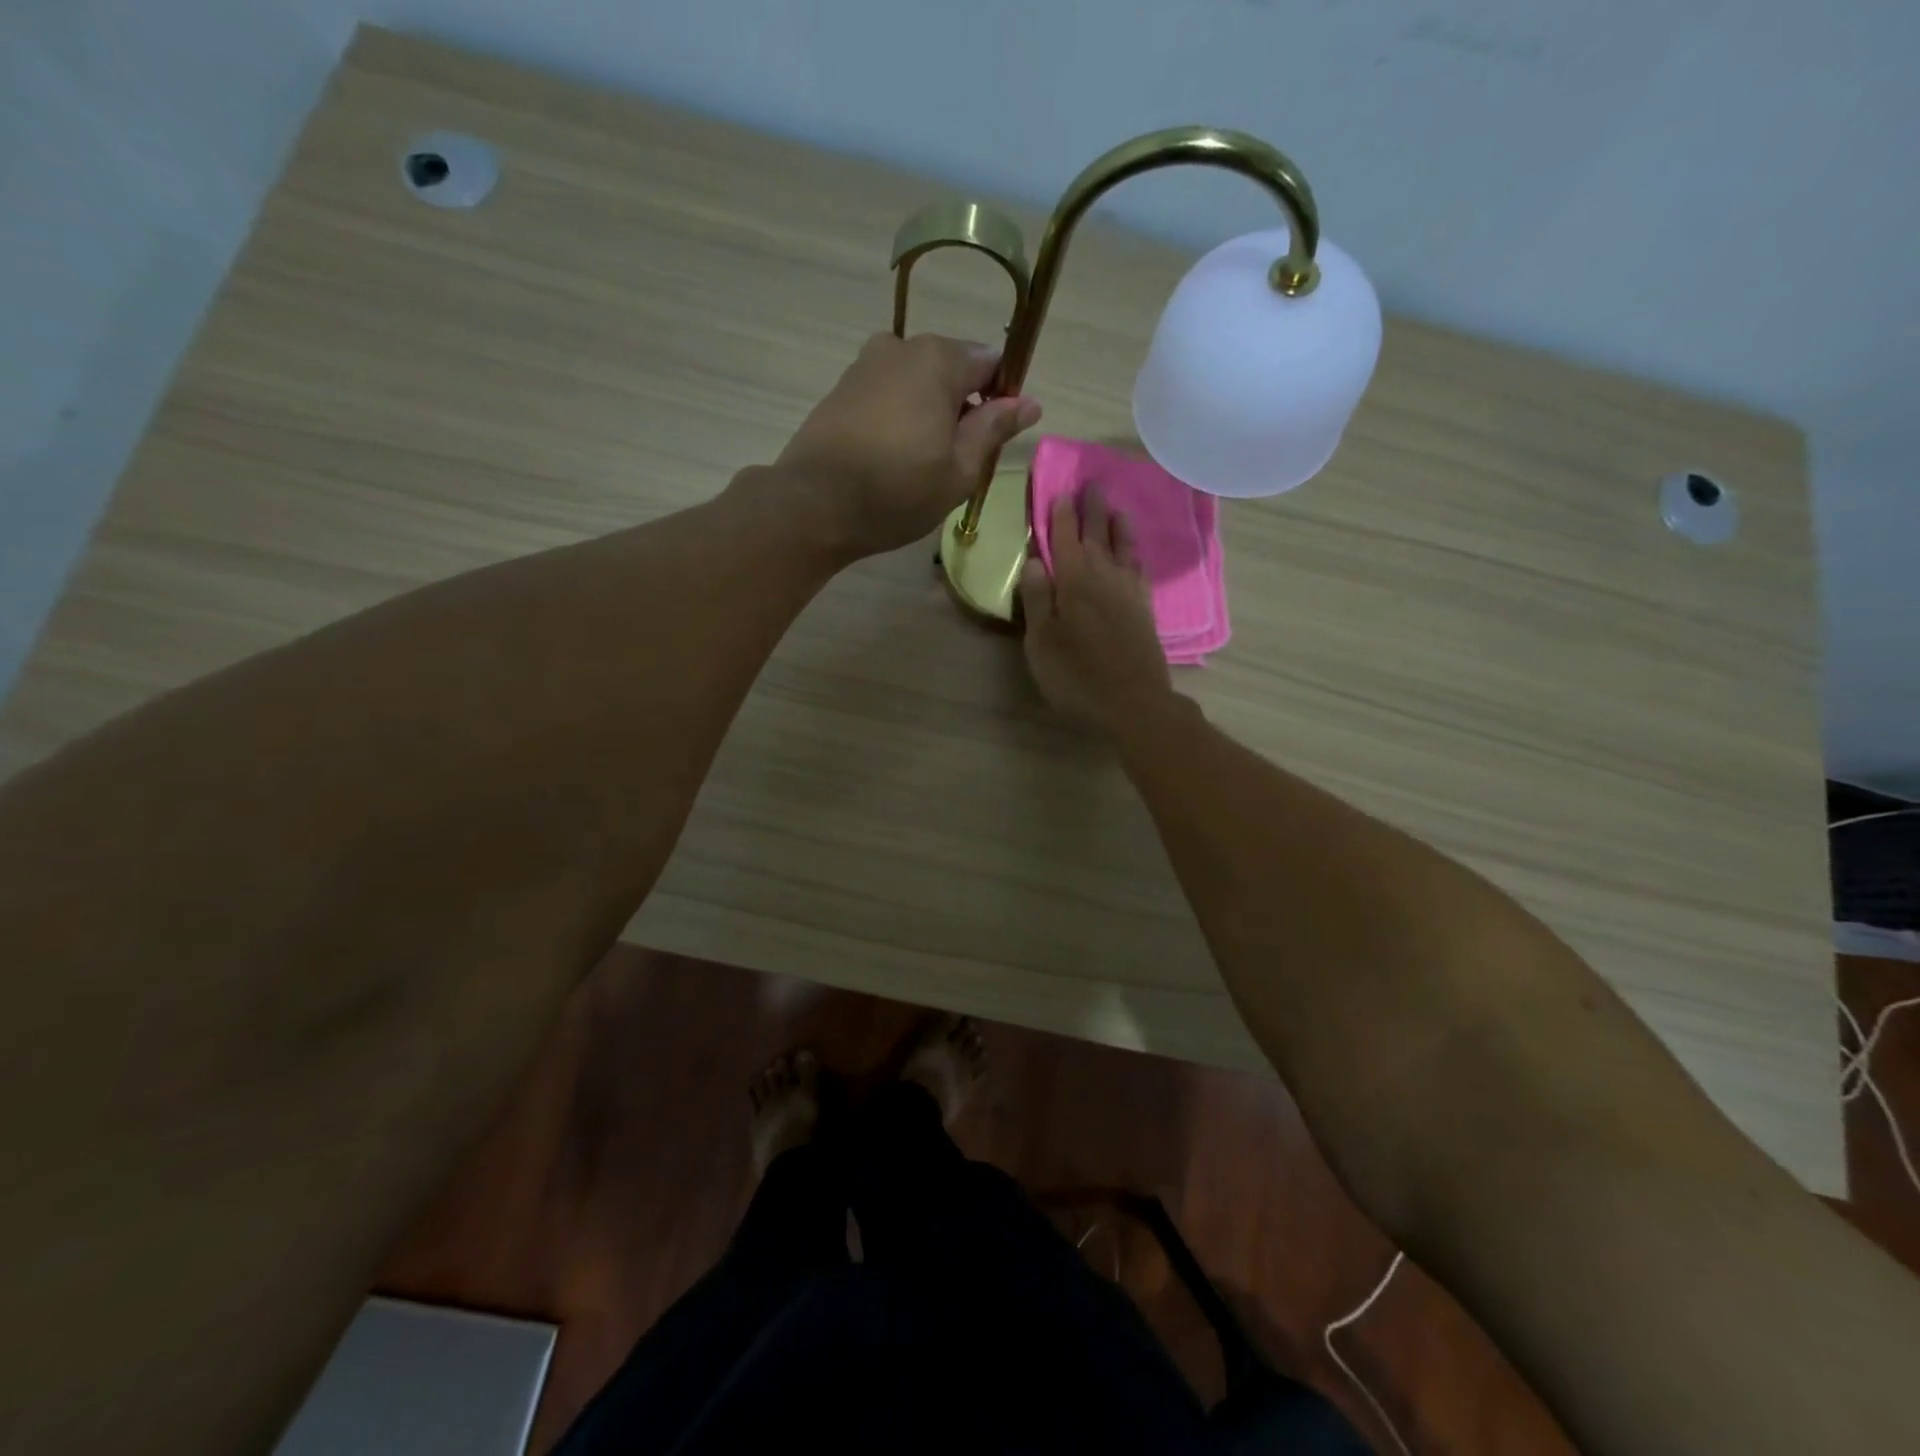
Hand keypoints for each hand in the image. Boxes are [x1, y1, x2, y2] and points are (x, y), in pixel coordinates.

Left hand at [770, 332, 1041, 559]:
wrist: (814, 505)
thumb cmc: (897, 491)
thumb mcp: (959, 470)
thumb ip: (994, 429)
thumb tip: (1029, 402)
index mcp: (938, 359)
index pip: (991, 363)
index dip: (1001, 399)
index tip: (993, 439)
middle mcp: (901, 346)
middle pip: (952, 368)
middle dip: (963, 406)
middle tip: (957, 461)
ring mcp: (866, 364)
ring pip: (918, 382)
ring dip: (930, 413)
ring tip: (923, 464)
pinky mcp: (842, 388)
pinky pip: (889, 394)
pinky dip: (900, 417)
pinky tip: (893, 457)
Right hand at [1019, 486, 1173, 735]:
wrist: (1133, 704)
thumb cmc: (1076, 677)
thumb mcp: (1041, 643)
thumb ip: (1037, 600)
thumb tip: (1034, 561)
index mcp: (1074, 583)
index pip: (1065, 539)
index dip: (1061, 515)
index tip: (1060, 491)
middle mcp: (1104, 578)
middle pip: (1097, 536)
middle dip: (1091, 510)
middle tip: (1091, 484)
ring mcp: (1128, 593)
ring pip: (1123, 548)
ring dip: (1118, 525)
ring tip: (1116, 507)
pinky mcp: (1144, 610)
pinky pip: (1139, 570)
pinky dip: (1135, 554)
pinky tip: (1134, 553)